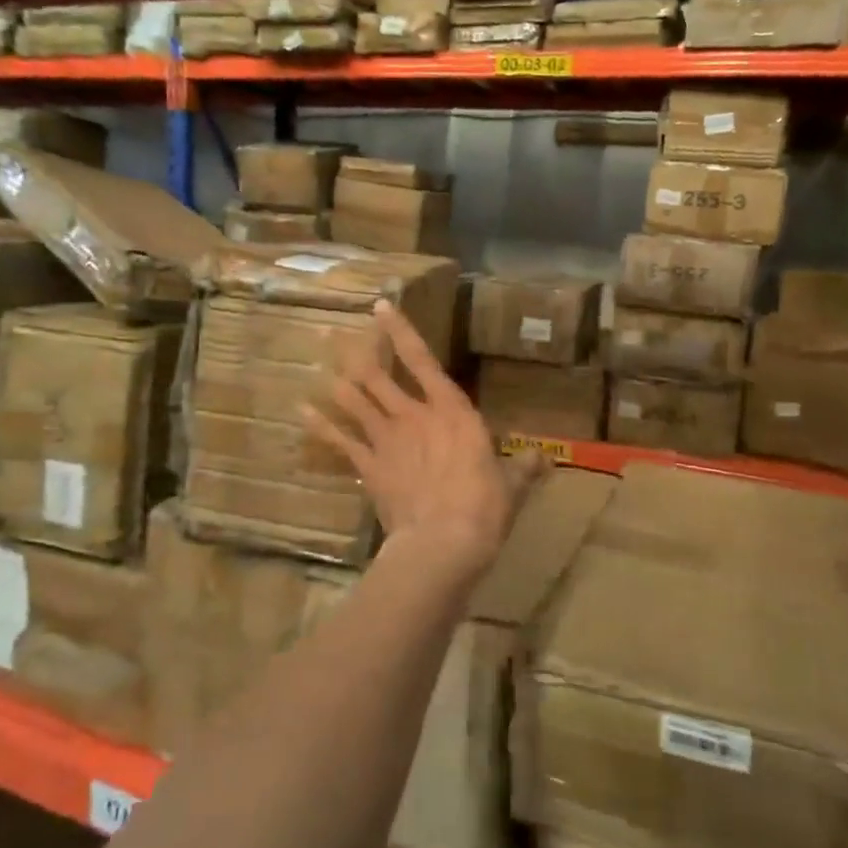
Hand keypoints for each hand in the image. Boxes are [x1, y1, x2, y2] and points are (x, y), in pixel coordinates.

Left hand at [304, 301, 542, 577]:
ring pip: (355, 400)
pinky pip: (340, 440)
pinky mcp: (369, 465)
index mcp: (451, 411)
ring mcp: (386, 439)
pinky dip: (321, 425)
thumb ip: (524, 468)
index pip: (422, 359)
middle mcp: (413, 415)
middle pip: (377, 375)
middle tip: (329, 331)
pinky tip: (302, 411)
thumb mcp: (511, 485)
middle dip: (355, 351)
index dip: (400, 330)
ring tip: (321, 365)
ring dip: (338, 382)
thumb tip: (545, 460)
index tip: (379, 307)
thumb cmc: (483, 507)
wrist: (443, 541)